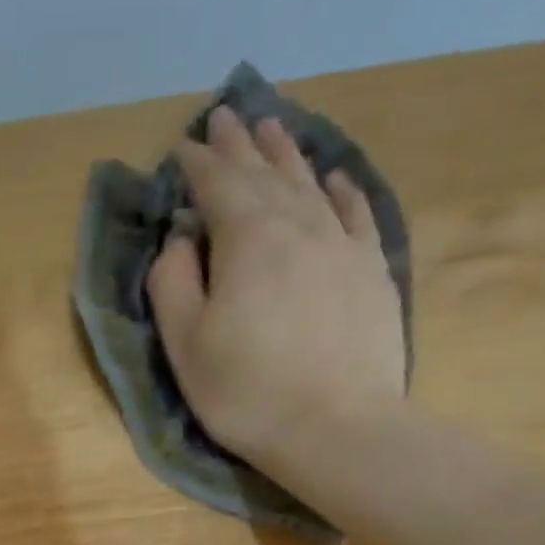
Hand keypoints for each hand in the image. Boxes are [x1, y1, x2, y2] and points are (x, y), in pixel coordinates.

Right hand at [146, 105, 406, 476]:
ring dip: (288, 155)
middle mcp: (298, 224)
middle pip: (265, 173)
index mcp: (247, 238)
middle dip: (241, 145)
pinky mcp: (372, 272)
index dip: (197, 163)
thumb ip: (172, 283)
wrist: (337, 428)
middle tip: (226, 116)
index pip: (217, 184)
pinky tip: (334, 178)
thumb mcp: (186, 345)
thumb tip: (180, 238)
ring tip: (273, 128)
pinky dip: (341, 190)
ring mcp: (343, 245)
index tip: (183, 147)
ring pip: (310, 184)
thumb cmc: (247, 393)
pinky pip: (356, 214)